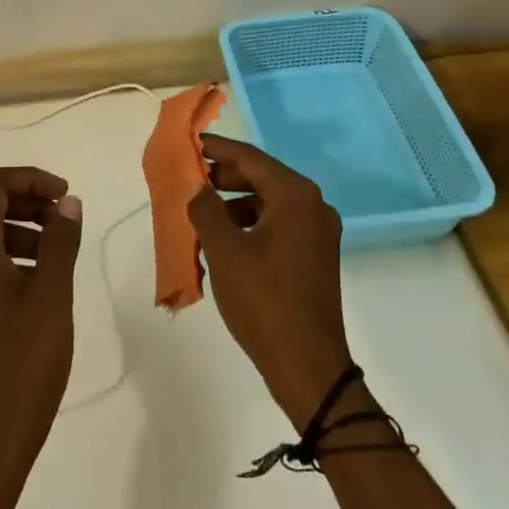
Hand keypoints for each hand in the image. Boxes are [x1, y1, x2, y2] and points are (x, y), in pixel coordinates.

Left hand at [0, 167, 83, 486]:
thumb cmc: (23, 362)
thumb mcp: (51, 294)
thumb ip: (60, 241)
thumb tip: (67, 201)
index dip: (31, 178)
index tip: (66, 196)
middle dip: (30, 200)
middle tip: (67, 218)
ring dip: (26, 227)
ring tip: (62, 248)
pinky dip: (17, 253)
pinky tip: (46, 278)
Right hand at [189, 135, 353, 427]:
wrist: (308, 366)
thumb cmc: (263, 300)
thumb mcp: (224, 251)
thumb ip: (205, 209)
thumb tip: (199, 189)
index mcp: (295, 196)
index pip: (250, 158)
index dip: (217, 149)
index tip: (190, 143)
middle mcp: (313, 206)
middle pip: (262, 177)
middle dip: (224, 177)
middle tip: (190, 180)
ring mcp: (318, 233)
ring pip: (269, 203)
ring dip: (234, 204)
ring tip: (202, 215)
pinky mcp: (315, 256)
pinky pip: (278, 225)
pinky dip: (250, 225)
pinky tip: (225, 243)